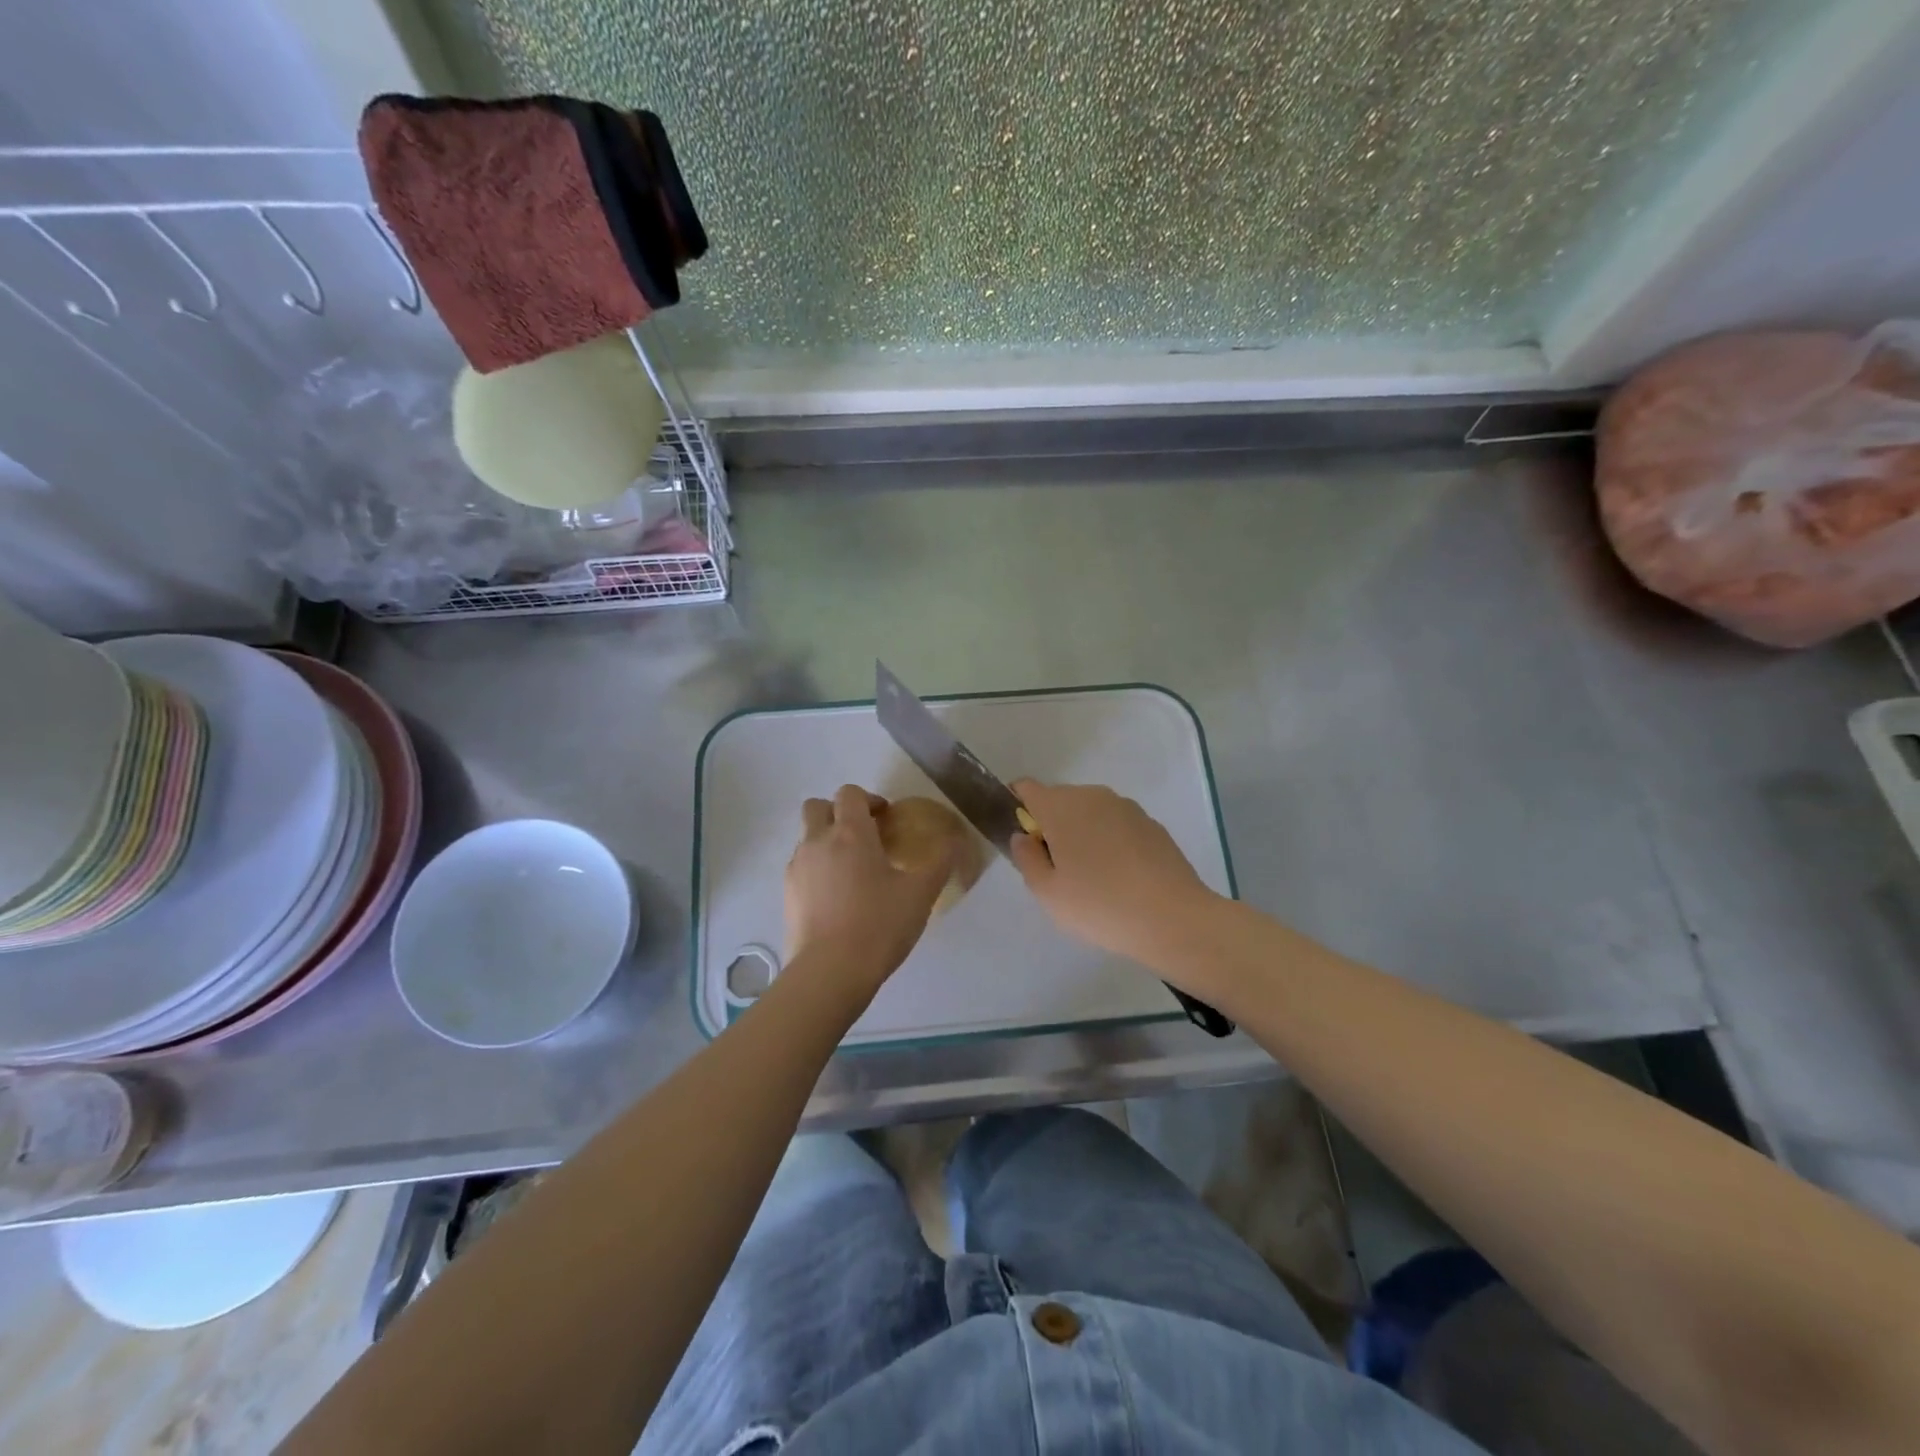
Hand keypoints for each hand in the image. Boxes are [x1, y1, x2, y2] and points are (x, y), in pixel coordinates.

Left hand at [784, 784, 951, 993]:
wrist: (830, 971)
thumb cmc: (879, 924)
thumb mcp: (921, 893)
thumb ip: (940, 862)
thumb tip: (956, 843)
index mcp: (850, 833)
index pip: (850, 793)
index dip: (869, 799)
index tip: (886, 820)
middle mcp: (817, 841)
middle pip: (818, 806)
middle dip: (839, 812)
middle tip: (864, 836)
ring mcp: (797, 867)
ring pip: (807, 837)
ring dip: (827, 841)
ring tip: (853, 871)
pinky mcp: (787, 894)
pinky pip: (801, 867)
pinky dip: (817, 869)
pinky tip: (838, 897)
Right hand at [1008, 780, 1220, 964]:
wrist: (1173, 918)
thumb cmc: (1099, 905)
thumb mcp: (1047, 892)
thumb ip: (1026, 858)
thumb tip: (1023, 836)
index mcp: (1061, 806)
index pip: (1026, 788)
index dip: (1016, 807)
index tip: (1023, 840)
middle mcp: (1093, 796)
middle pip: (1059, 800)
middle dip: (1051, 826)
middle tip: (1056, 870)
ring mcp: (1126, 807)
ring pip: (1090, 813)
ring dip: (1082, 834)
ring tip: (1091, 878)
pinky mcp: (1151, 824)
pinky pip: (1116, 825)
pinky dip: (1110, 842)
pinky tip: (1120, 878)